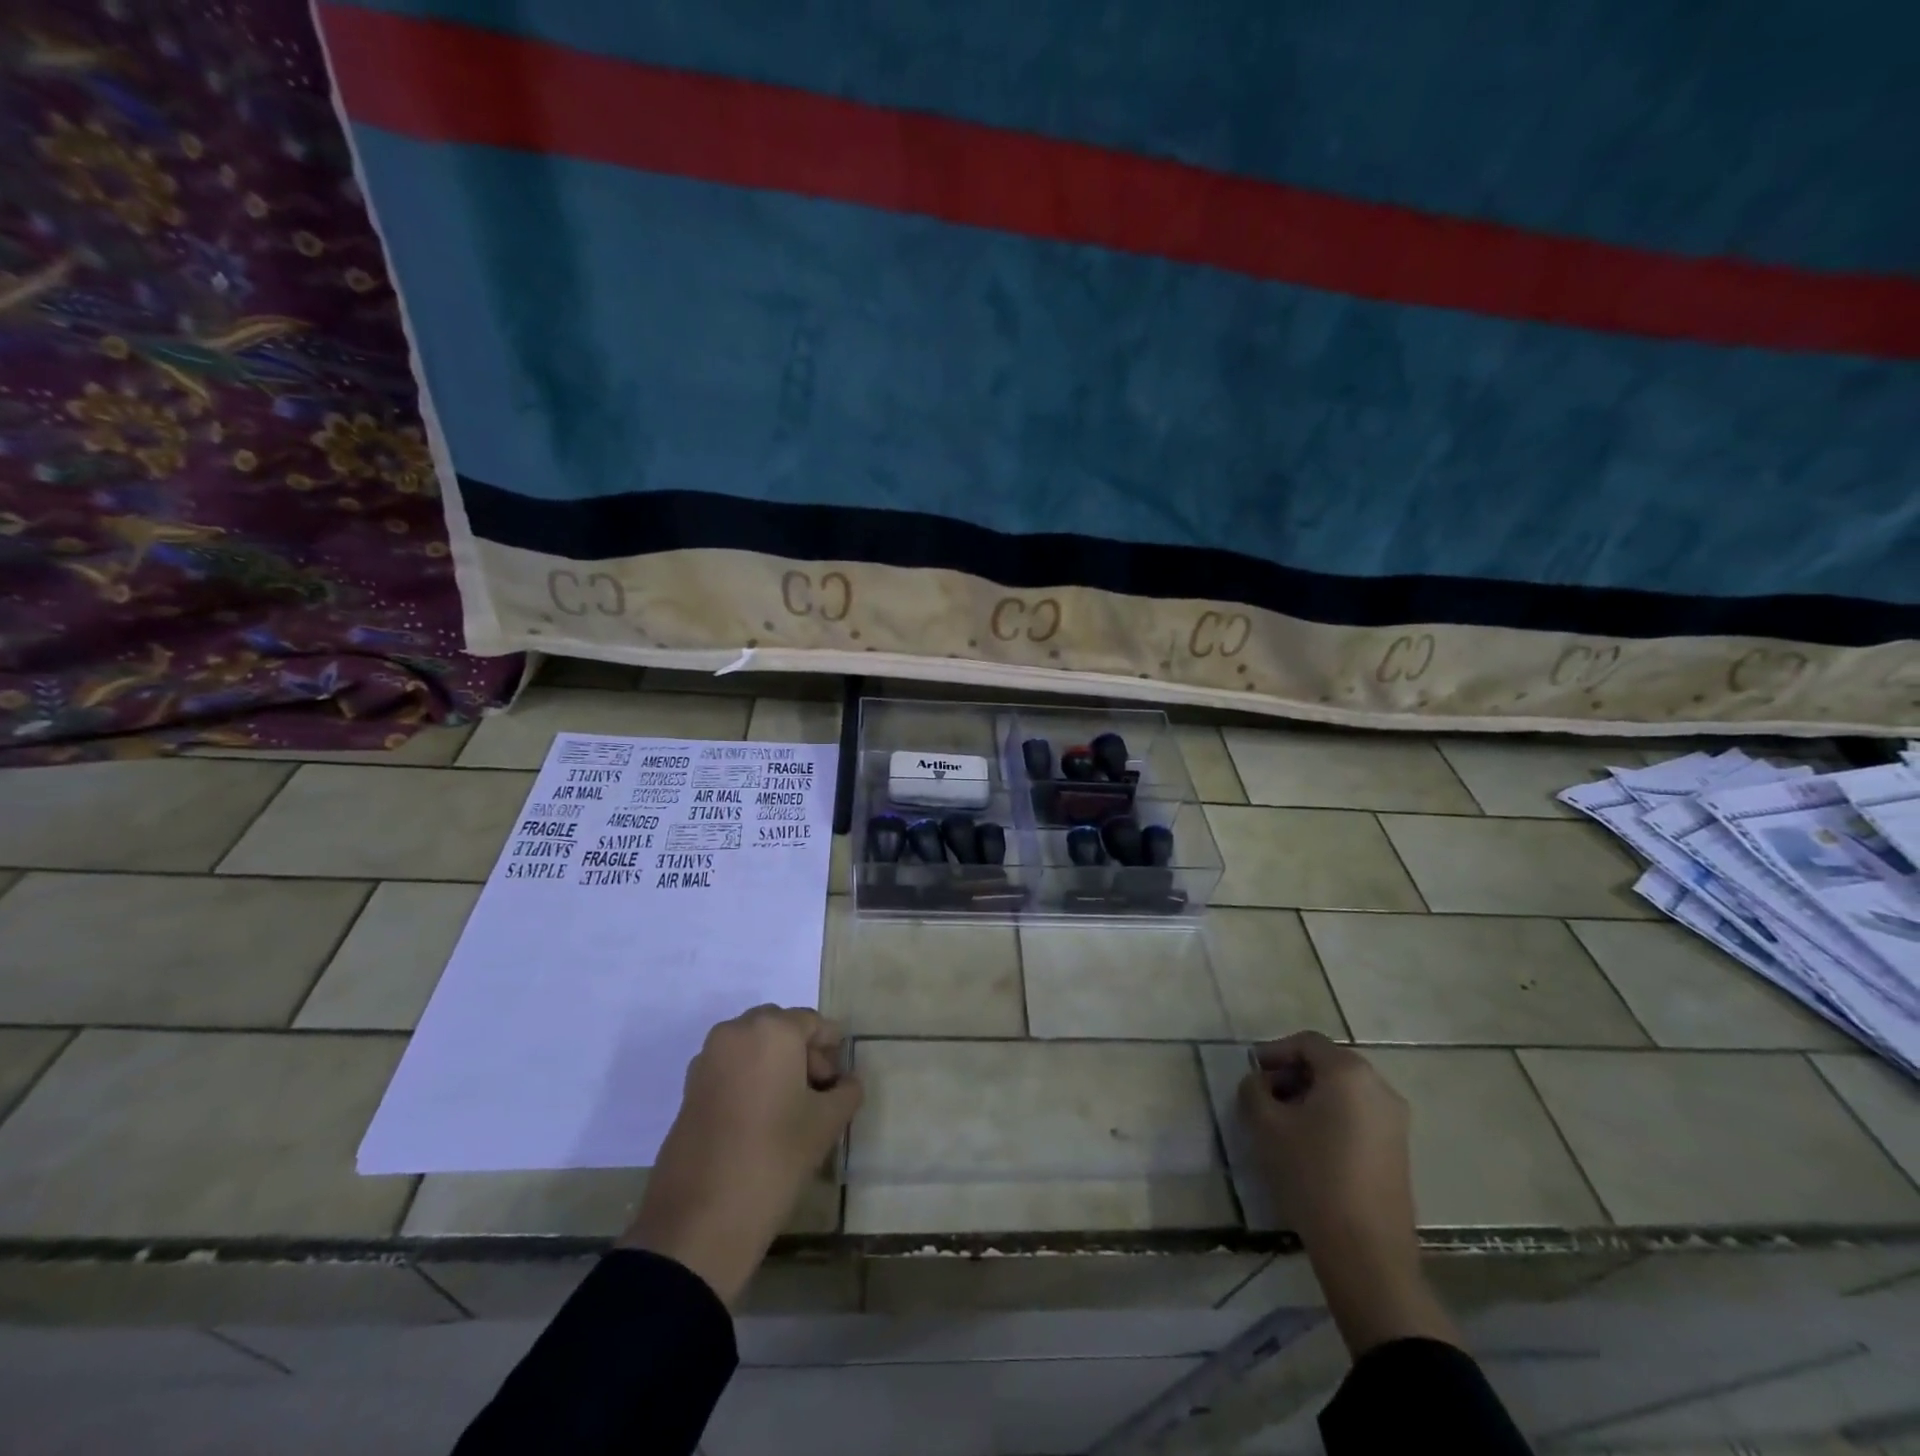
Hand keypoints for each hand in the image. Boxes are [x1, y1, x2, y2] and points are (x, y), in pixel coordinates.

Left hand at [618, 1006, 860, 1308]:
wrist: (700, 1220)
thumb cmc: (774, 1157)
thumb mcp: (826, 1124)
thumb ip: (846, 1092)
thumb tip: (848, 1082)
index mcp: (772, 1030)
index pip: (813, 1023)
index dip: (832, 1050)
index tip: (840, 1083)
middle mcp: (736, 1032)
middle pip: (780, 1029)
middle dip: (802, 1053)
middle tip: (818, 1094)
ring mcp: (707, 1059)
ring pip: (752, 1048)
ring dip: (775, 1066)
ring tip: (790, 1111)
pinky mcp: (689, 1089)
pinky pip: (730, 1069)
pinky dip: (749, 1081)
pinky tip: (761, 1121)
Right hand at [1237, 1032, 1458, 1354]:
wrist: (1366, 1252)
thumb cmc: (1312, 1175)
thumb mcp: (1265, 1125)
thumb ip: (1254, 1089)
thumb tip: (1259, 1081)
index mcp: (1349, 1073)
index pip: (1307, 1043)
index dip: (1275, 1051)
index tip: (1253, 1072)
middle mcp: (1379, 1088)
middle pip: (1328, 1064)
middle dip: (1293, 1074)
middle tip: (1265, 1095)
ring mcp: (1395, 1121)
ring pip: (1344, 1090)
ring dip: (1312, 1096)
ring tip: (1284, 1122)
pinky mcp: (1399, 1150)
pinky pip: (1359, 1114)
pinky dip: (1333, 1116)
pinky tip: (1311, 1144)